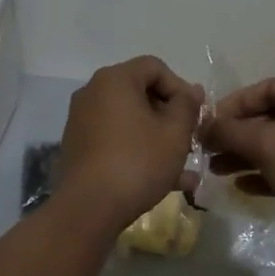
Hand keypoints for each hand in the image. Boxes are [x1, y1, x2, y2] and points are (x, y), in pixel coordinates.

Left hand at [58, 57, 203, 229]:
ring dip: (158, 138)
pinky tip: (165, 180)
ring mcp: (82, 120)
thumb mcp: (175, 133)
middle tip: (190, 138)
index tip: (195, 115)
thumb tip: (193, 90)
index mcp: (114, 80)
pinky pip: (116, 139)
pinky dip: (139, 150)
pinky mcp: (79, 146)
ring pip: (131, 121)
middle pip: (141, 93)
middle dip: (170, 115)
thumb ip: (188, 106)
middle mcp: (93, 93)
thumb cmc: (138, 162)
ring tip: (185, 167)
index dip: (180, 87)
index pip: (155, 67)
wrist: (89, 208)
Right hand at [203, 78, 274, 235]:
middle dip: (237, 134)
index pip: (267, 88)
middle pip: (270, 117)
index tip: (208, 123)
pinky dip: (265, 173)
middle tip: (207, 150)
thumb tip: (202, 126)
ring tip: (215, 170)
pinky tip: (241, 187)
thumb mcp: (268, 144)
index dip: (234, 104)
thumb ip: (231, 131)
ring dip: (245, 155)